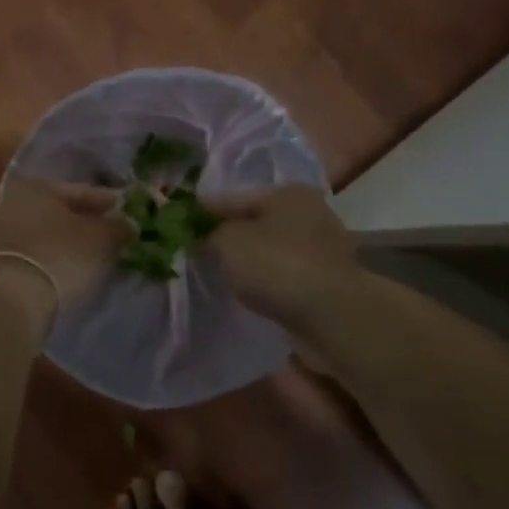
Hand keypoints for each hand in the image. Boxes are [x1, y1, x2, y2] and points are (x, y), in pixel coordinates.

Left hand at [0, 178, 127, 326]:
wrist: (16, 301)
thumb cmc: (62, 255)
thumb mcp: (101, 238)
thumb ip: (118, 227)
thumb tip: (126, 225)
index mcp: (35, 187)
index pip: (81, 191)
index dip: (108, 202)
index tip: (127, 212)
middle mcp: (14, 205)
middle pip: (63, 214)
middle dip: (88, 224)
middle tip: (116, 235)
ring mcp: (4, 236)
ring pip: (51, 235)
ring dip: (74, 244)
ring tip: (100, 256)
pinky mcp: (3, 265)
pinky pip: (41, 255)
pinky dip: (59, 259)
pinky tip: (77, 271)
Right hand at [201, 183, 356, 332]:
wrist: (331, 315)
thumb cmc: (276, 265)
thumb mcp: (228, 241)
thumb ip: (209, 233)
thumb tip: (203, 236)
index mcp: (287, 193)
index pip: (231, 197)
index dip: (202, 210)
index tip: (177, 223)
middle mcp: (310, 212)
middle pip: (254, 221)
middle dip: (227, 234)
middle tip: (196, 249)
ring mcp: (323, 246)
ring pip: (270, 247)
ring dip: (248, 257)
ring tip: (219, 271)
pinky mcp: (326, 278)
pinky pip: (284, 271)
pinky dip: (266, 277)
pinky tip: (249, 288)